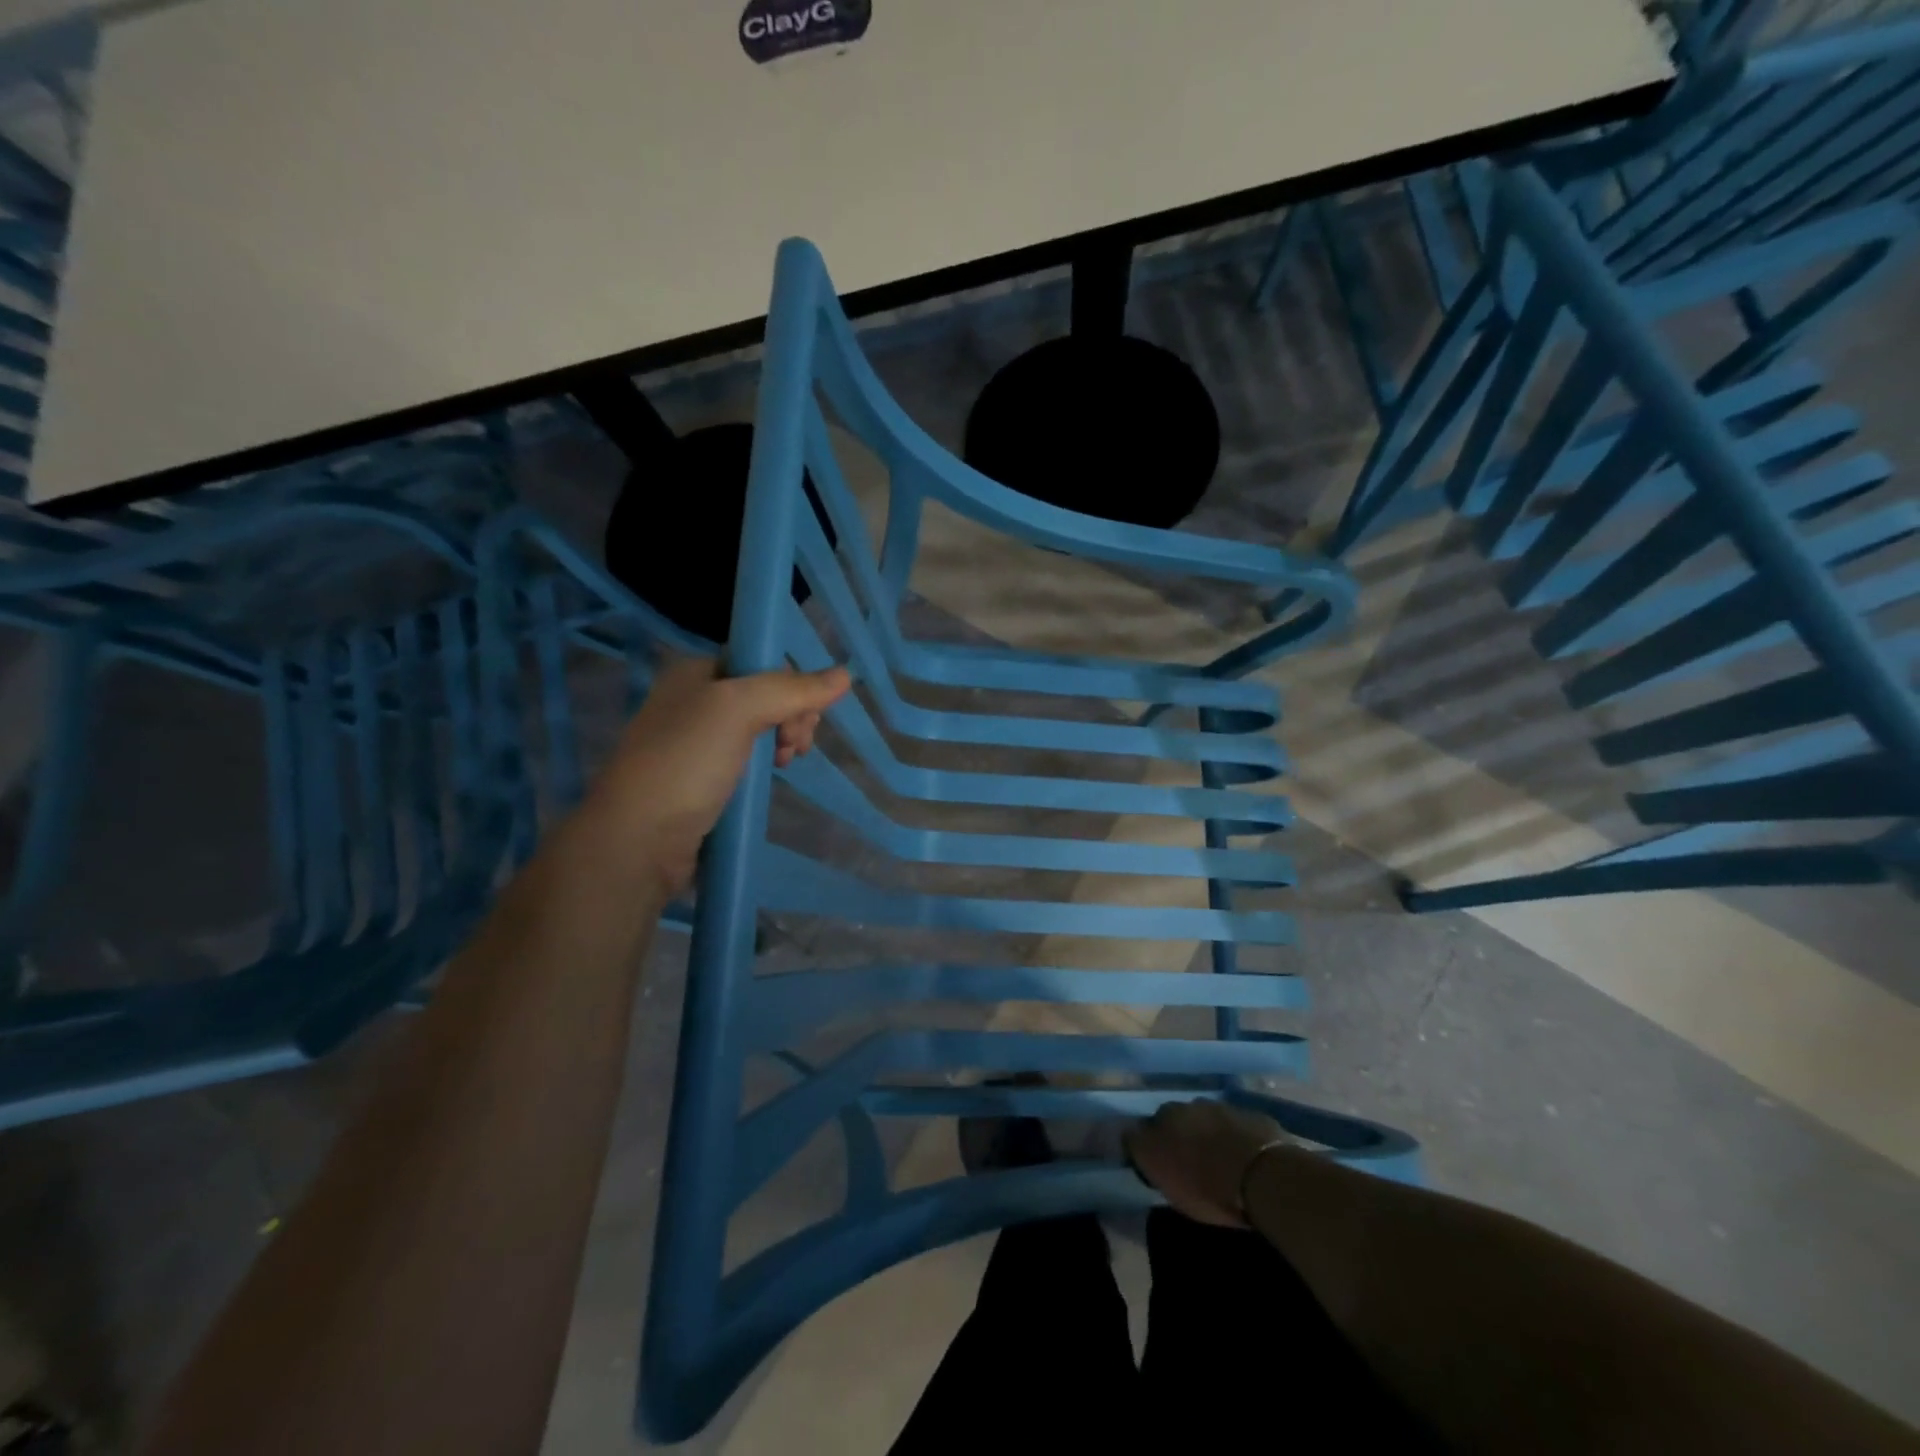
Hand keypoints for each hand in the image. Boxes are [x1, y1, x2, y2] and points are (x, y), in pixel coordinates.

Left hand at [590, 654, 851, 893]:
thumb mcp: (738, 710)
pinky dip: (765, 766)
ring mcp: (695, 743)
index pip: (761, 663)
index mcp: (695, 673)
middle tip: (795, 748)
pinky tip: (771, 779)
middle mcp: (693, 701)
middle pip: (764, 696)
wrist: (637, 840)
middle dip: (792, 717)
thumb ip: (791, 690)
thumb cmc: (686, 763)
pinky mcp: (701, 779)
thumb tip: (845, 675)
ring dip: (783, 741)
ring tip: (786, 765)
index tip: (804, 720)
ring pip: (759, 729)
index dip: (792, 686)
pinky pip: (745, 760)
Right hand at [1124, 1099, 1290, 1227]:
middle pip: (1174, 1119)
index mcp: (1162, 1121)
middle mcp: (1186, 1107)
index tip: (1156, 1164)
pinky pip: (1235, 1125)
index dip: (1148, 1146)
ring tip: (1217, 1157)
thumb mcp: (1168, 1184)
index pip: (1142, 1130)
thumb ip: (1148, 1159)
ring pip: (1204, 1118)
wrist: (1262, 1175)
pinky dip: (1233, 1136)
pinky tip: (1242, 1154)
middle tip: (1187, 1159)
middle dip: (1177, 1134)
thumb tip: (1134, 1141)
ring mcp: (1220, 1107)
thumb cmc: (1209, 1189)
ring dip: (1206, 1132)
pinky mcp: (1250, 1114)